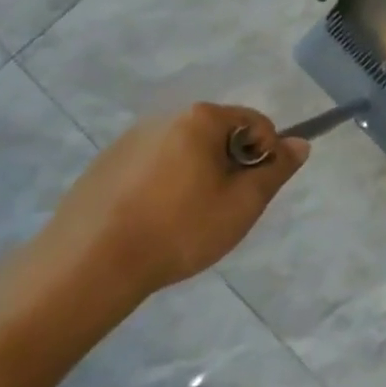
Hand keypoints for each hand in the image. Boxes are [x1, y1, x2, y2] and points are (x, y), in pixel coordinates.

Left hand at [45, 103, 308, 300]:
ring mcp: (128, 142)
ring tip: (186, 220)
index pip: (255, 122)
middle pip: (218, 135)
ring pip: (184, 152)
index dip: (265, 155)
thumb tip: (300, 143)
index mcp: (200, 119)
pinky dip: (163, 187)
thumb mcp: (243, 204)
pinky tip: (153, 222)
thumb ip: (276, 169)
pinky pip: (151, 167)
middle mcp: (164, 118)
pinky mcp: (103, 167)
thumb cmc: (179, 229)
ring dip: (196, 176)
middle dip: (229, 166)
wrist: (86, 267)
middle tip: (224, 208)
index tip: (253, 192)